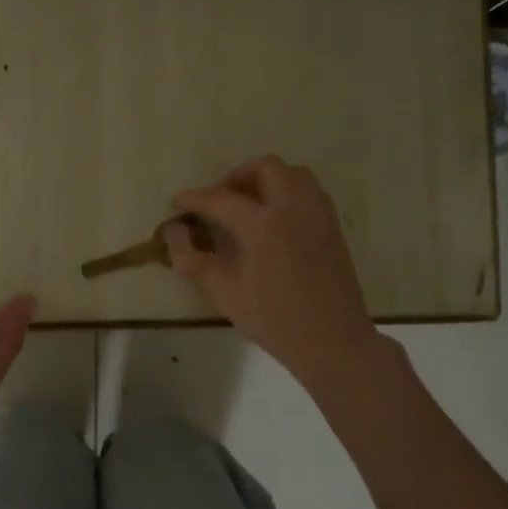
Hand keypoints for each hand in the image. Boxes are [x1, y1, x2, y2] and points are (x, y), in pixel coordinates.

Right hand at [167, 155, 384, 394]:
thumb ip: (197, 260)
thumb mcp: (226, 293)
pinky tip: (276, 222)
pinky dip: (289, 193)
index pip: (221, 199)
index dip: (196, 198)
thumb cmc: (274, 319)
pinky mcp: (333, 227)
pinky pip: (310, 192)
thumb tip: (174, 237)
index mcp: (263, 223)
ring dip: (267, 180)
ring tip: (249, 206)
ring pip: (293, 174)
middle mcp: (293, 207)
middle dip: (237, 177)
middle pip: (265, 168)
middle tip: (219, 201)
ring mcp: (318, 214)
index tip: (178, 202)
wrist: (332, 340)